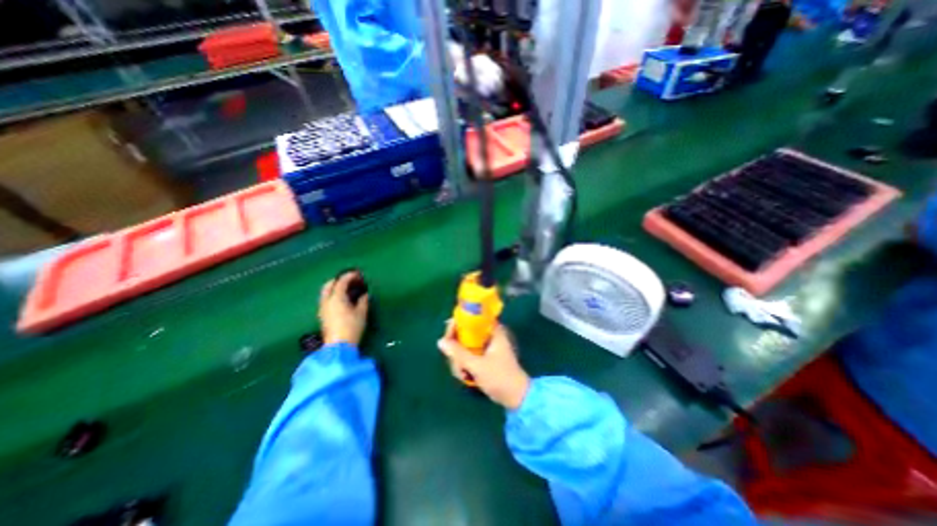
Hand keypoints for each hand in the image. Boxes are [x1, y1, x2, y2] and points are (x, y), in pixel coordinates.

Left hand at [319, 274, 369, 346]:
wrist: (338, 346)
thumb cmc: (352, 327)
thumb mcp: (361, 313)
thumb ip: (363, 301)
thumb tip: (364, 294)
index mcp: (336, 298)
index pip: (341, 282)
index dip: (350, 276)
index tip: (358, 274)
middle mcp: (327, 301)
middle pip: (329, 285)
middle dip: (338, 280)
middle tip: (349, 279)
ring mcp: (323, 309)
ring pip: (325, 292)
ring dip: (334, 287)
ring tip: (346, 289)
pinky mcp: (322, 316)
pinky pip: (326, 299)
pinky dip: (333, 295)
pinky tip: (342, 300)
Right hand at [438, 321, 529, 409]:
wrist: (516, 397)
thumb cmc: (499, 377)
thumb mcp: (477, 365)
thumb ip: (458, 353)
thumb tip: (440, 341)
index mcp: (492, 330)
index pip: (470, 319)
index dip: (456, 325)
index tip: (447, 338)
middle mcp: (489, 335)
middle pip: (464, 333)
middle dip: (457, 350)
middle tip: (456, 364)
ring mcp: (486, 346)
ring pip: (464, 346)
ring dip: (460, 360)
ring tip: (462, 374)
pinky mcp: (484, 356)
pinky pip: (468, 355)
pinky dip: (465, 364)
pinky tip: (465, 376)